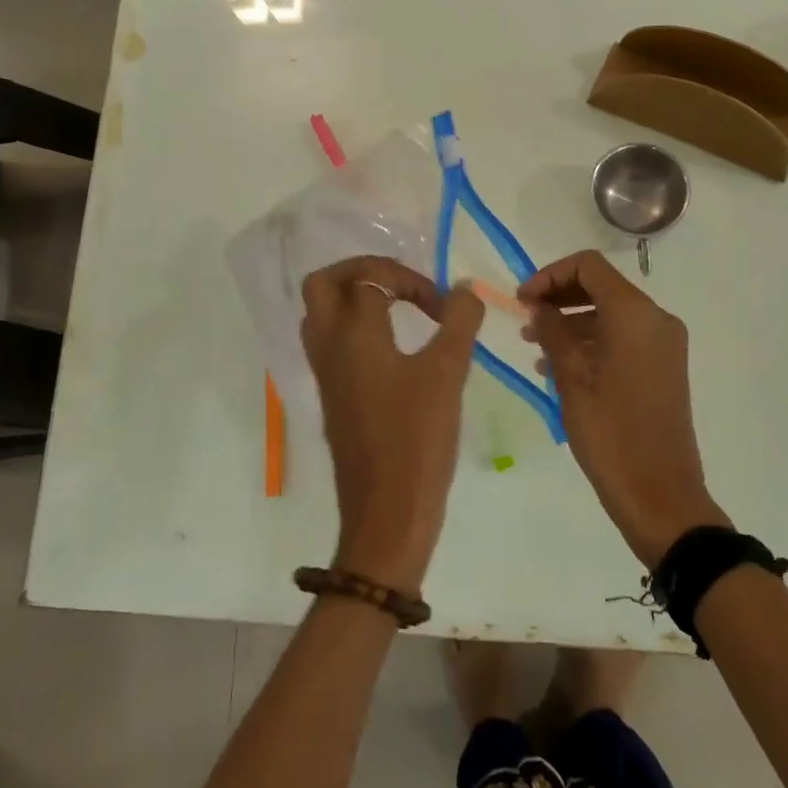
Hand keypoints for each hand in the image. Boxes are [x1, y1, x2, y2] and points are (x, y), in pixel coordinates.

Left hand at [301, 257, 484, 595]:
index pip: (370, 278)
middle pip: (323, 284)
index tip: (443, 307)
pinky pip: (332, 344)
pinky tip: (394, 349)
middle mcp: (329, 348)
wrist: (386, 515)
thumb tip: (465, 289)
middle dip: (362, 272)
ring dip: (356, 300)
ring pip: (322, 315)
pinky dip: (356, 330)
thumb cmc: (416, 439)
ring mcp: (326, 375)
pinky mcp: (333, 398)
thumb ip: (459, 322)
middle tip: (401, 285)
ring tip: (398, 311)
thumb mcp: (448, 374)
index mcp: (352, 335)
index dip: (410, 280)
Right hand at [518, 251, 730, 567]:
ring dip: (572, 320)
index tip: (522, 299)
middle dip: (559, 296)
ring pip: (611, 312)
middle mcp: (656, 319)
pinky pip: (623, 337)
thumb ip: (552, 331)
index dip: (550, 274)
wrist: (661, 496)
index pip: (588, 266)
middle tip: (525, 318)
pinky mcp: (664, 366)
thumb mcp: (571, 379)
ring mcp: (664, 343)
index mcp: (635, 314)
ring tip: (534, 345)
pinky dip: (592, 340)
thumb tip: (538, 305)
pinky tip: (559, 365)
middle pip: (601, 285)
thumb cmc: (611, 435)